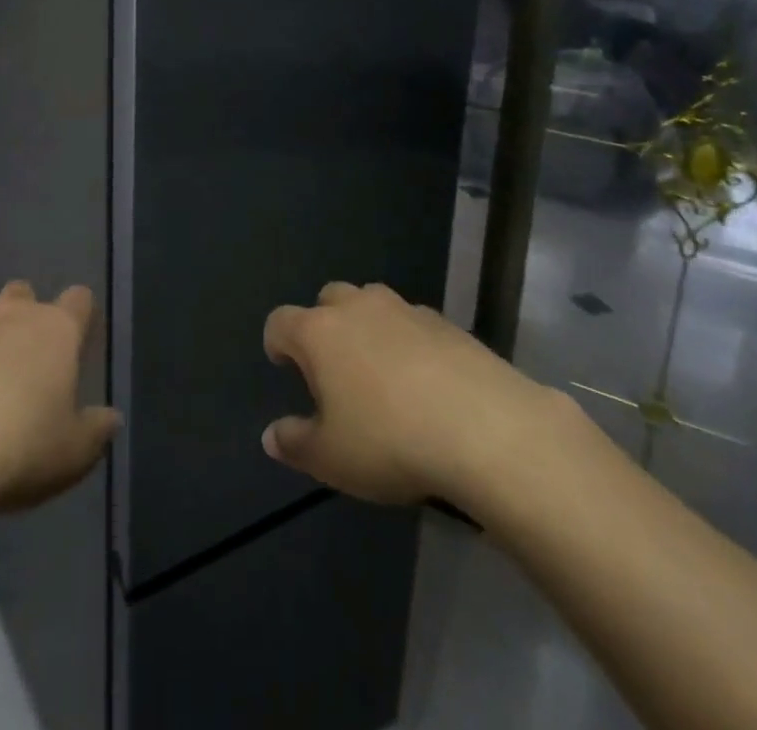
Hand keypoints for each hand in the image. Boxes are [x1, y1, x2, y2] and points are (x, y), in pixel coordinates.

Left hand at [0, 281, 119, 521]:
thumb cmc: (16, 450)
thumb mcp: (72, 455)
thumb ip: (96, 431)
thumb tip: (111, 417)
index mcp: (57, 329)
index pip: (79, 299)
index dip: (78, 316)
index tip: (73, 343)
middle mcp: (12, 309)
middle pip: (24, 291)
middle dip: (22, 315)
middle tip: (18, 358)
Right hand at [261, 281, 568, 506]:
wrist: (485, 427)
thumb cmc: (390, 440)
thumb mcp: (331, 458)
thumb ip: (295, 443)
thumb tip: (271, 435)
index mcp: (319, 332)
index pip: (280, 322)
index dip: (277, 342)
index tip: (283, 365)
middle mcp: (357, 307)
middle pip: (327, 298)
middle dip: (323, 324)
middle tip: (333, 367)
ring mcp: (404, 309)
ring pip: (372, 302)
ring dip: (366, 325)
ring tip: (379, 369)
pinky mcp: (445, 321)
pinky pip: (412, 321)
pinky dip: (407, 340)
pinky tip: (424, 379)